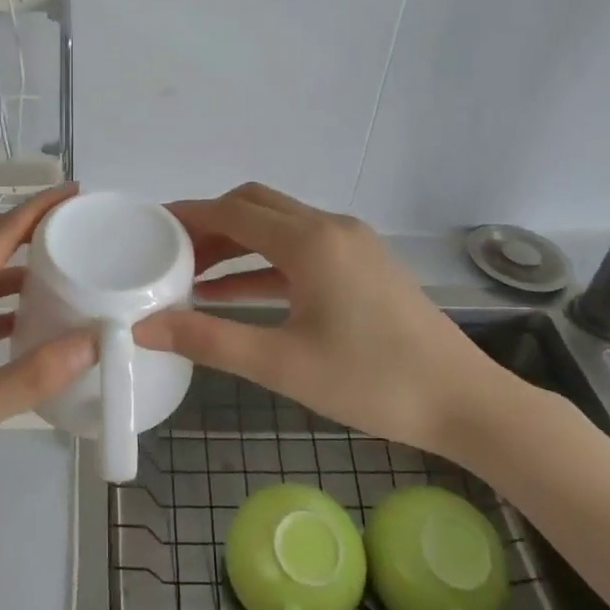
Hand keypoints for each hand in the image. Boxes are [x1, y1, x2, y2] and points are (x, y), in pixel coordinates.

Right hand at [135, 183, 511, 455]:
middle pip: (256, 207)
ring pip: (278, 227)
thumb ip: (209, 341)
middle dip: (210, 225)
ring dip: (236, 244)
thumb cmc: (372, 382)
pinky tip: (236, 293)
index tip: (151, 226)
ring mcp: (351, 243)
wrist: (464, 402)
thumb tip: (145, 328)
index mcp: (310, 242)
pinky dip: (265, 263)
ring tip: (192, 275)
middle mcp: (330, 228)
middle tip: (170, 252)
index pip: (233, 212)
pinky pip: (300, 250)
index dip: (189, 215)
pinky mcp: (363, 264)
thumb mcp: (282, 364)